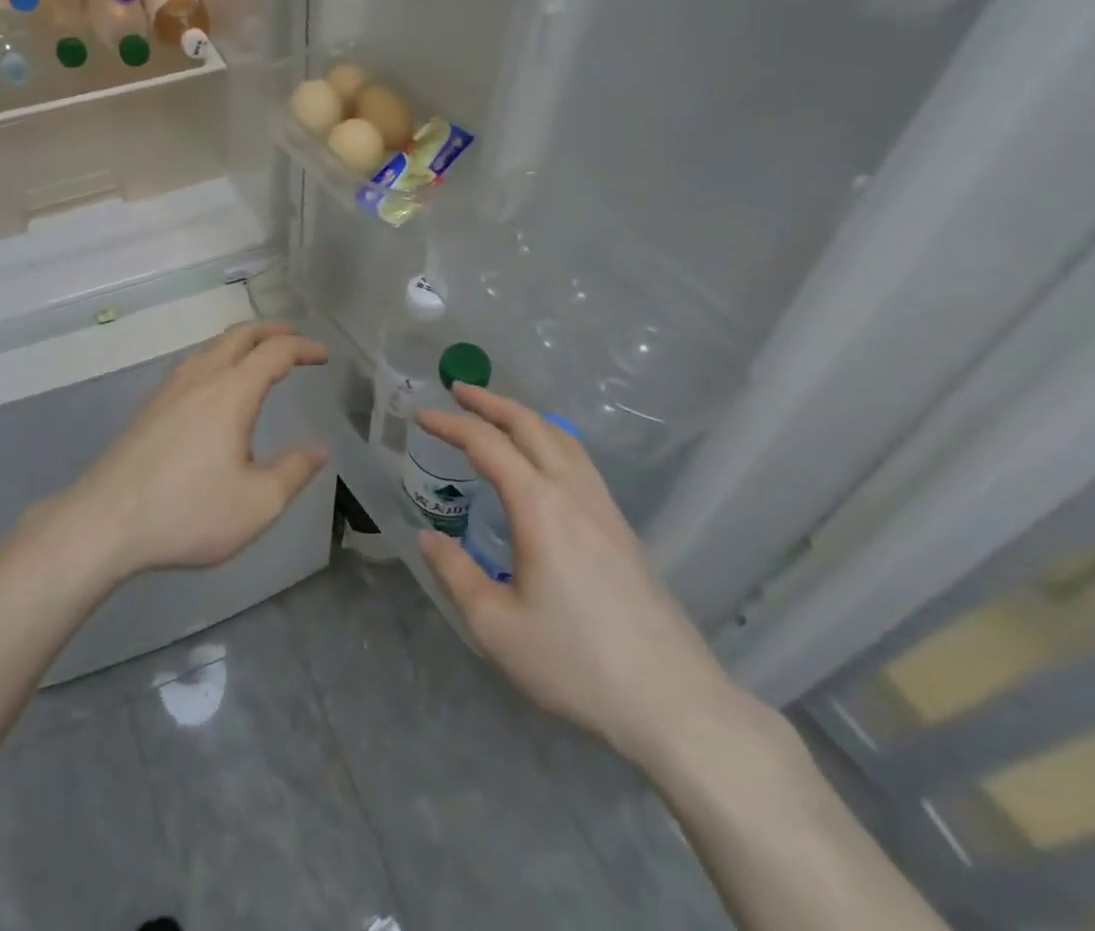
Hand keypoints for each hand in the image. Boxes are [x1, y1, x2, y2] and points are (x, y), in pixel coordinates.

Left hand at [59, 322, 329, 580]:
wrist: (104, 521)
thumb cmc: (187, 512)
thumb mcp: (256, 504)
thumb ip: (293, 473)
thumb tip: (318, 450)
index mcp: (231, 392)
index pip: (275, 352)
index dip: (303, 348)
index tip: (324, 356)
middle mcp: (200, 378)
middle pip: (240, 335)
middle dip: (272, 331)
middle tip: (295, 339)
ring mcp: (169, 389)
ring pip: (211, 348)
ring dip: (241, 344)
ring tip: (258, 358)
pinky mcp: (149, 406)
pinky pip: (192, 365)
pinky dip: (218, 360)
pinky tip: (215, 388)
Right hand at [415, 385, 743, 768]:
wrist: (674, 703)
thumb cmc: (577, 664)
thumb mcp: (496, 628)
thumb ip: (456, 575)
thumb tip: (428, 539)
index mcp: (539, 507)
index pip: (487, 444)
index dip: (450, 424)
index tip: (420, 415)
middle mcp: (573, 493)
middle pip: (530, 425)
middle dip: (490, 402)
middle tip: (458, 390)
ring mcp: (604, 508)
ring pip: (562, 438)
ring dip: (524, 417)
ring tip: (497, 416)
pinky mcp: (622, 529)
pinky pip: (580, 461)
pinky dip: (550, 440)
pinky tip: (543, 463)